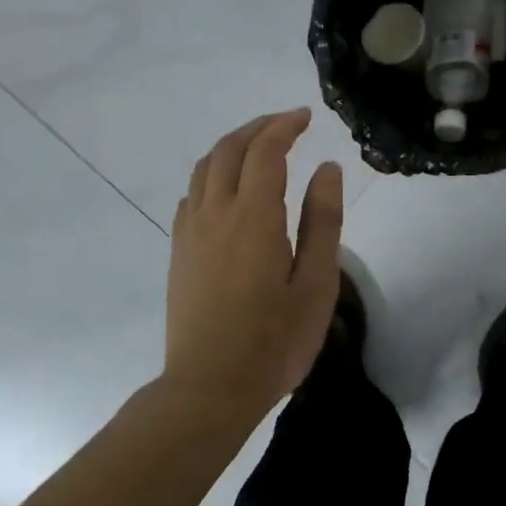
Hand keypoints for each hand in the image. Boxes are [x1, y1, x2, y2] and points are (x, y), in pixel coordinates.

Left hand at [165, 108, 344, 418]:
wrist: (209, 388)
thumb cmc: (274, 340)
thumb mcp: (316, 283)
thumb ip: (322, 220)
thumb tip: (326, 168)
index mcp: (253, 216)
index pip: (265, 151)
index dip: (284, 126)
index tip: (306, 117)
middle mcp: (216, 212)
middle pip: (229, 149)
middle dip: (258, 127)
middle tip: (287, 124)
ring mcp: (191, 231)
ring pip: (205, 167)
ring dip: (232, 146)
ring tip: (259, 146)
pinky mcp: (179, 251)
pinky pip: (192, 193)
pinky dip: (212, 173)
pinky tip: (228, 188)